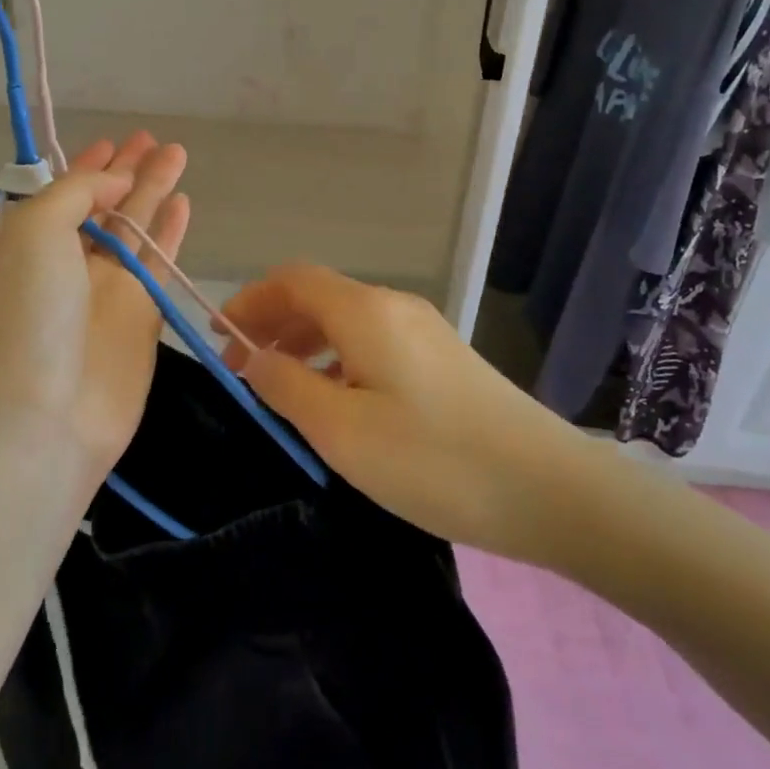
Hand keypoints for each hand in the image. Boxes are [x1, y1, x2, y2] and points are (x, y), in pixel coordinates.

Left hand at [0, 133, 189, 475]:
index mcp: (28, 240)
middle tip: (155, 139)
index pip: (63, 191)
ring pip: (136, 226)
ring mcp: (106, 289)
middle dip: (127, 171)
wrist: (45, 412)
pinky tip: (184, 204)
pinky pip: (159, 261)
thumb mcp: (35, 229)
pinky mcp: (141, 315)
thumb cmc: (29, 311)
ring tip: (177, 155)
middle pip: (103, 205)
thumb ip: (75, 193)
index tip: (114, 142)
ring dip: (154, 191)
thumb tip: (114, 184)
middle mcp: (66, 261)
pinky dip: (170, 231)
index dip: (89, 166)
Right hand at [220, 265, 590, 563]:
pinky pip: (372, 343)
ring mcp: (423, 331)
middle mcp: (393, 306)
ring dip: (304, 343)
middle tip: (243, 369)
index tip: (220, 338)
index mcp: (365, 311)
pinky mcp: (442, 359)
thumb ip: (287, 386)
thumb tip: (254, 359)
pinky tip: (337, 401)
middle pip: (318, 296)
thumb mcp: (341, 429)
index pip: (292, 279)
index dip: (249, 300)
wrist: (549, 489)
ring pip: (346, 321)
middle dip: (273, 323)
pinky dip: (337, 359)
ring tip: (282, 388)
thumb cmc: (433, 459)